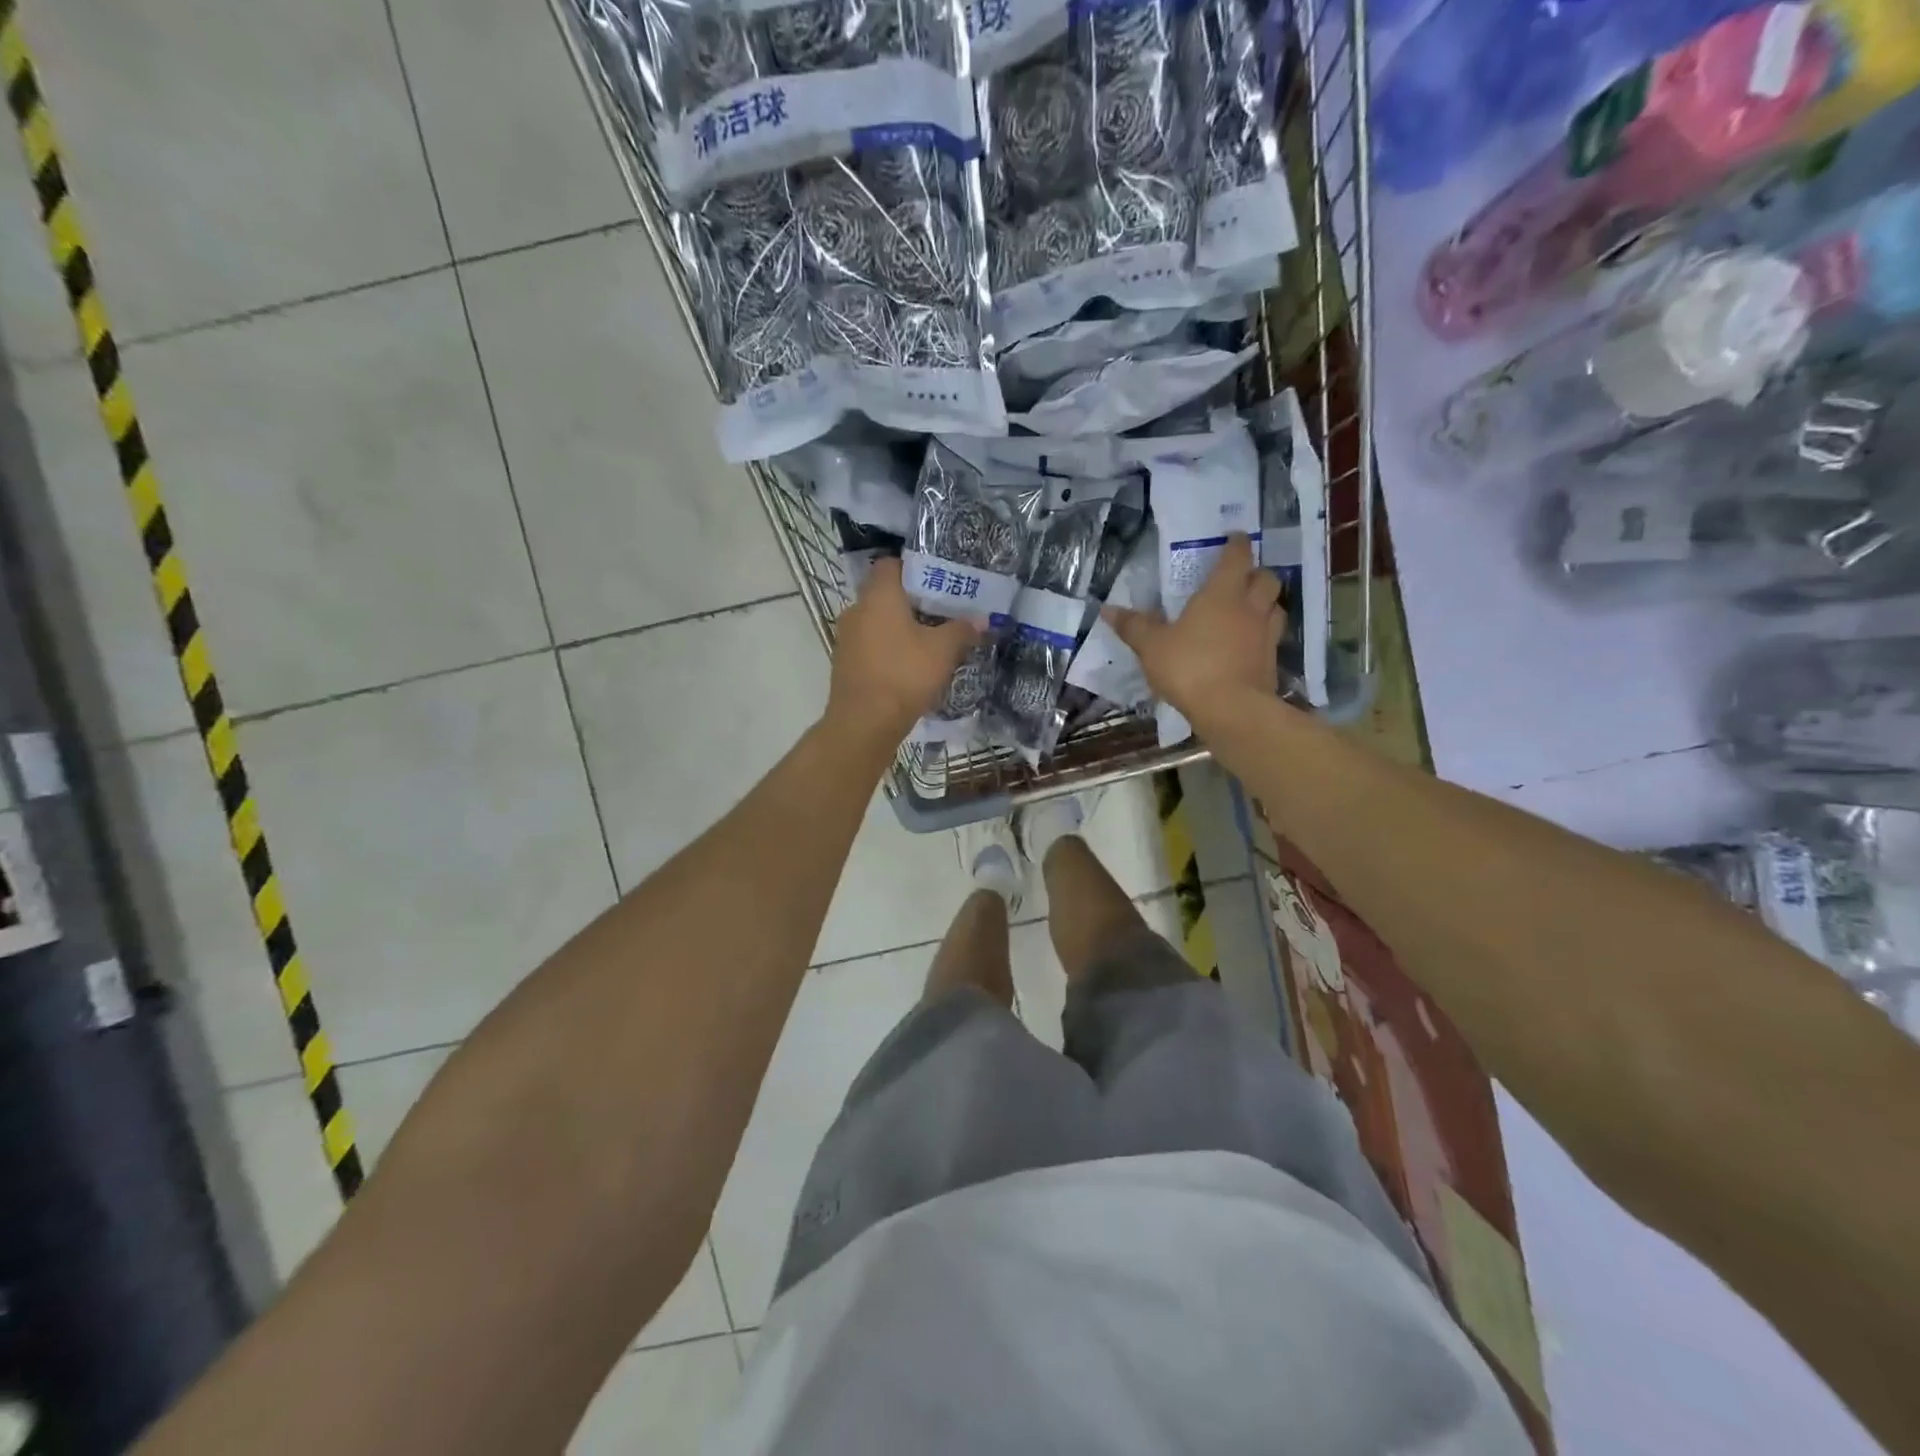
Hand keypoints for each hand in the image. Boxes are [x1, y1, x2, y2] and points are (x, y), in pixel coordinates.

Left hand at [826, 558, 980, 745]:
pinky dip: (888, 650)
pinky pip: (870, 646)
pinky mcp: (844, 664)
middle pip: (885, 595)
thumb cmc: (904, 675)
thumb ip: (962, 630)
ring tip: (928, 642)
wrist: (864, 723)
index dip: (915, 569)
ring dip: (899, 629)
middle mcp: (856, 609)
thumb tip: (981, 620)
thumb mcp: (943, 651)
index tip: (938, 583)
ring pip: (877, 622)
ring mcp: (846, 638)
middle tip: (941, 614)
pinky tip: (909, 666)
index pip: (891, 565)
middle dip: (912, 603)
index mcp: (878, 595)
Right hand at [1105, 533, 1282, 724]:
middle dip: (1256, 573)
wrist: (1231, 709)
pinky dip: (1263, 634)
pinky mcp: (1271, 661)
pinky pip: (1272, 638)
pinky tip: (1250, 644)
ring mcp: (1265, 635)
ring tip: (1249, 609)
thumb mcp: (1151, 647)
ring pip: (1276, 607)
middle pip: (1267, 578)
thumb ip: (1133, 626)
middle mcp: (1250, 607)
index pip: (1236, 557)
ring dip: (1266, 603)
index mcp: (1222, 594)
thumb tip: (1107, 609)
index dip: (1236, 544)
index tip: (1234, 537)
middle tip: (1241, 578)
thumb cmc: (1189, 667)